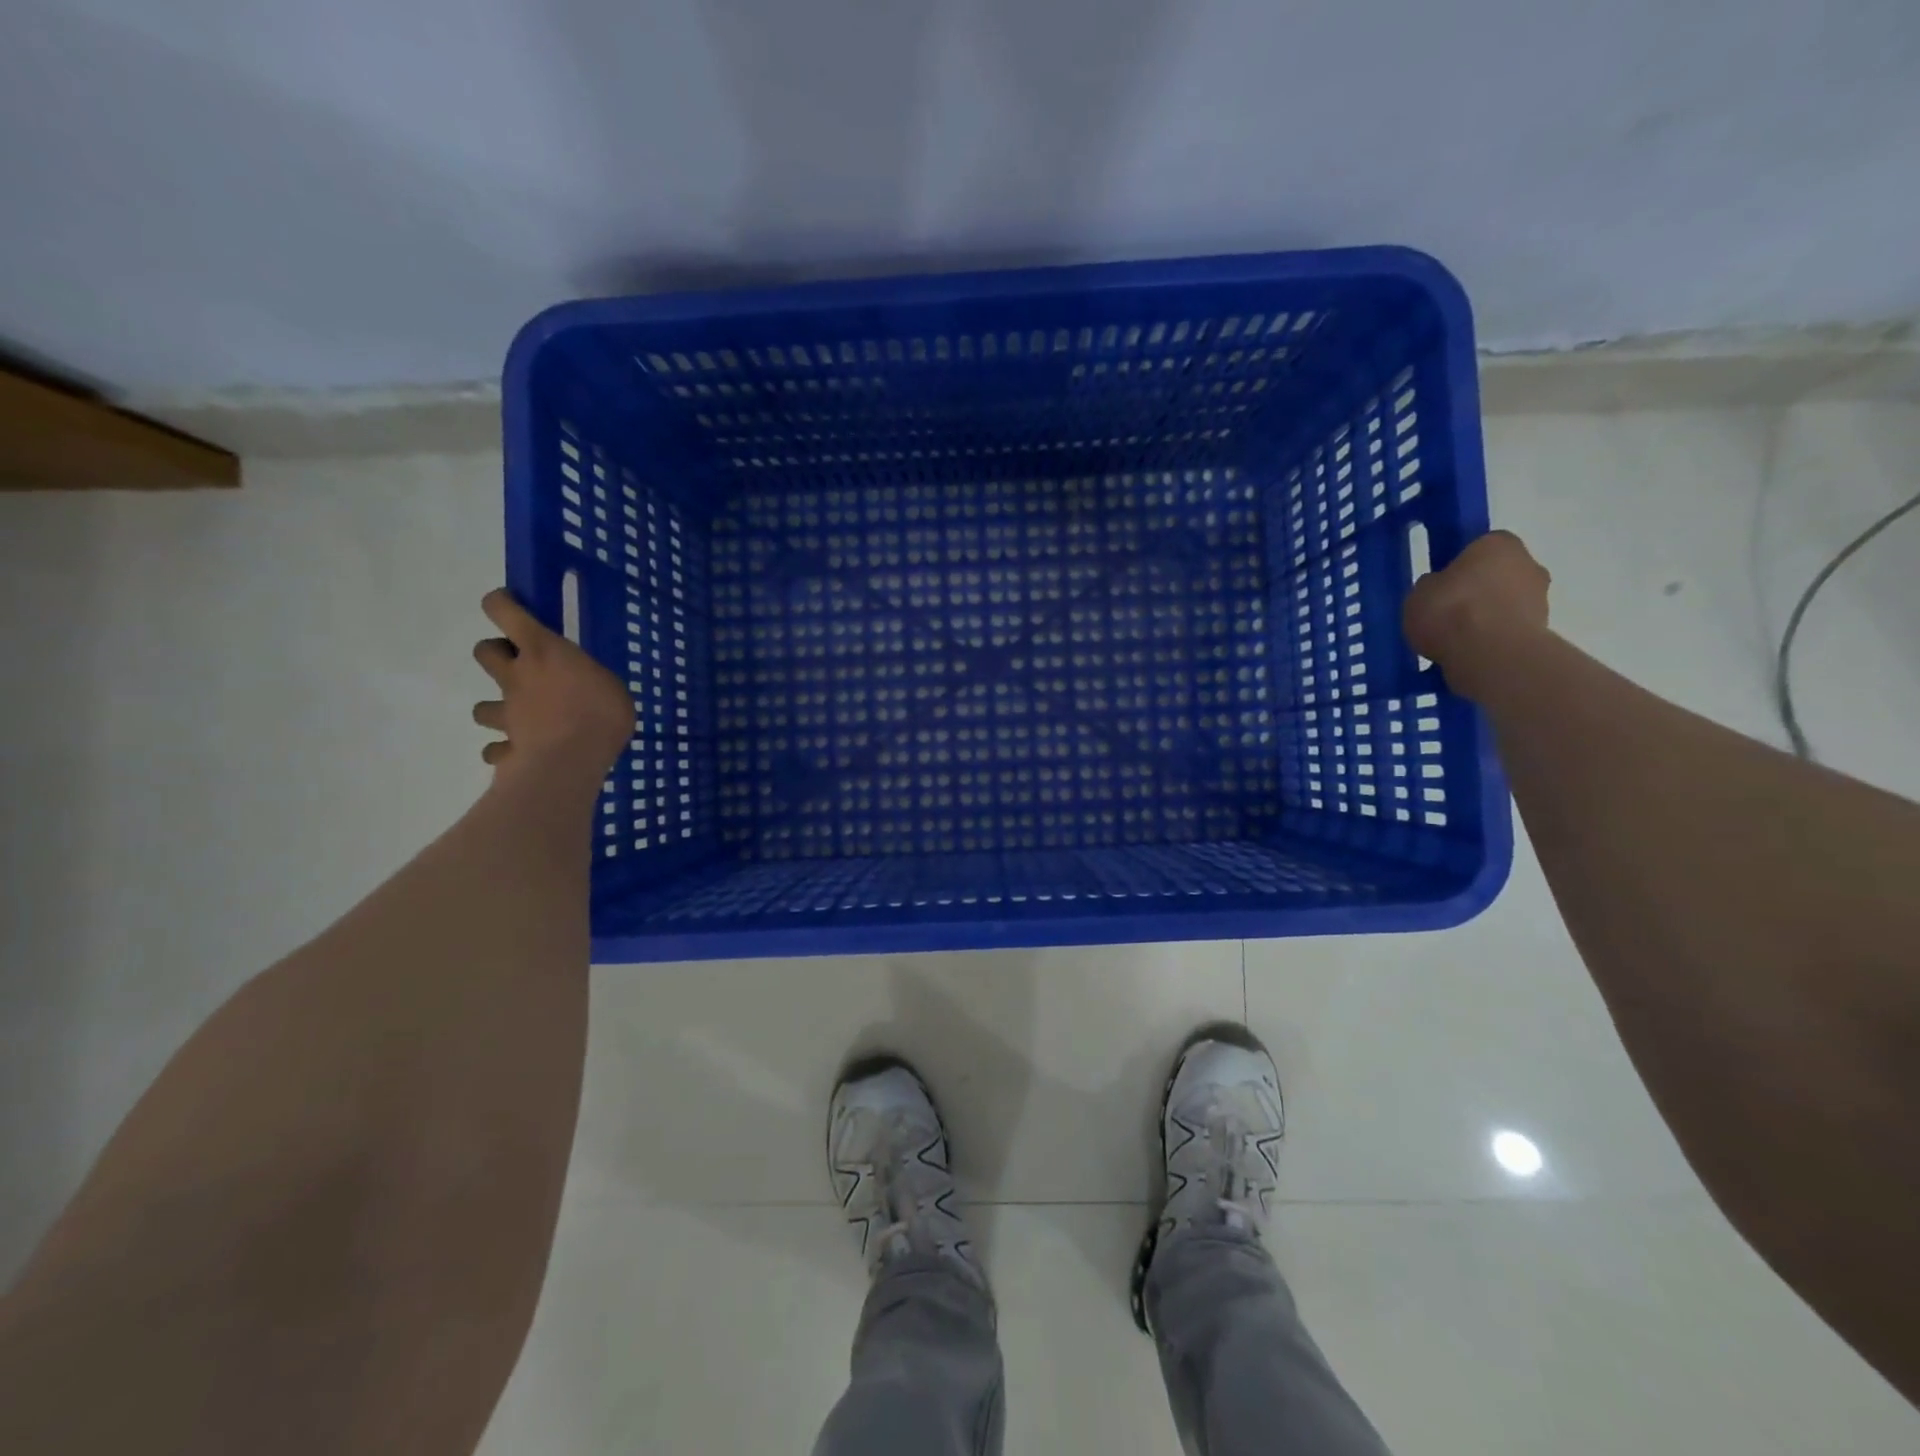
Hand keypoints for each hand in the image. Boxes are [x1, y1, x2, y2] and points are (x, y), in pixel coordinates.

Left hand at [471, 590, 633, 777]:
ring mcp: (507, 713)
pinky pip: (497, 749)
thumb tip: (588, 689)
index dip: (501, 604)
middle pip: (484, 651)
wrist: (569, 762)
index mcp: (543, 652)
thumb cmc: (600, 714)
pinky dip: (505, 750)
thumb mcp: (612, 687)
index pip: (505, 611)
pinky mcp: (506, 748)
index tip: (510, 605)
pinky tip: (522, 754)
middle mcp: (517, 676)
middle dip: (497, 654)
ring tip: (521, 719)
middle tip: (524, 667)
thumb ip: (591, 682)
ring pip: (481, 708)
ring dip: (497, 709)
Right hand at [1403, 530, 1551, 699]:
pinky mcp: (1543, 630)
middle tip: (1448, 613)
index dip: (1459, 566)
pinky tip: (1470, 652)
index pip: (1479, 547)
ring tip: (1456, 639)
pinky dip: (1494, 638)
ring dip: (1487, 616)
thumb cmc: (1451, 611)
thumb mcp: (1418, 593)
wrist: (1491, 654)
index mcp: (1497, 543)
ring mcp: (1541, 598)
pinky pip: (1509, 629)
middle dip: (1478, 591)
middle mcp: (1528, 563)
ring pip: (1506, 603)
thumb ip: (1431, 586)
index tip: (1442, 585)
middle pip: (1498, 575)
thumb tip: (1439, 589)